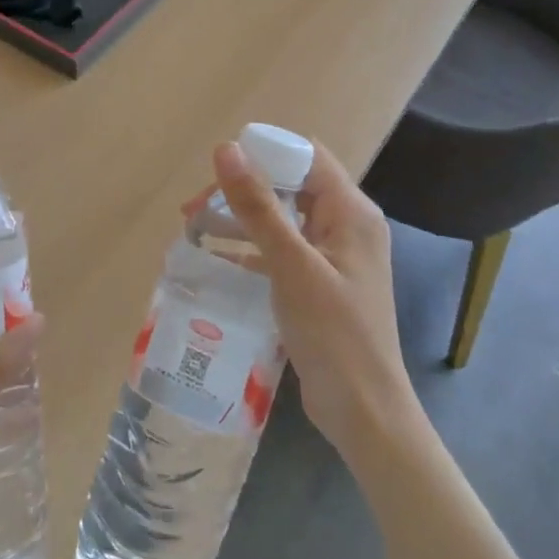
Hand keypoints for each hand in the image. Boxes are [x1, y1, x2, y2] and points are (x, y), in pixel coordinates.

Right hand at [213, 140, 415, 456]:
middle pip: (291, 186)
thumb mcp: (291, 265)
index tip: (218, 169)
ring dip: (242, 220)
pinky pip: (282, 252)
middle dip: (243, 189)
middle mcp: (346, 226)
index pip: (307, 157)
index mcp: (351, 211)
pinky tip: (217, 261)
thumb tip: (226, 148)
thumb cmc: (333, 332)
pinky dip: (251, 251)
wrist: (363, 410)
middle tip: (195, 208)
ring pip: (283, 219)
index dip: (264, 153)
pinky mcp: (320, 284)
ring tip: (195, 230)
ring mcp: (334, 257)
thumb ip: (258, 206)